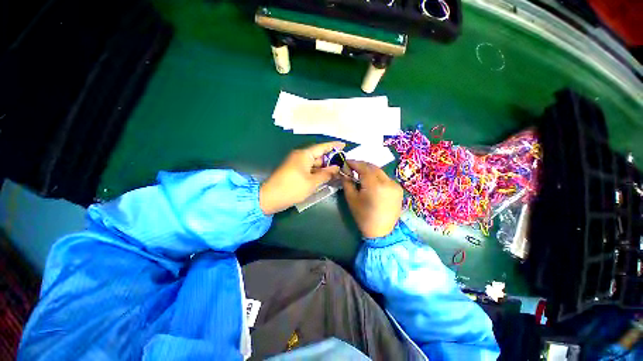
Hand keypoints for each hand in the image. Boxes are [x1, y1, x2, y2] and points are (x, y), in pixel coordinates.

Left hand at [259, 142, 344, 214]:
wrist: (270, 198)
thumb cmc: (293, 188)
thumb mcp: (312, 182)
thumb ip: (326, 174)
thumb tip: (336, 168)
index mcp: (304, 155)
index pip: (322, 147)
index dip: (334, 146)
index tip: (344, 146)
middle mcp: (301, 156)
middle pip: (319, 156)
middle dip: (331, 160)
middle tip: (344, 165)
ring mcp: (297, 164)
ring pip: (315, 163)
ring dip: (325, 168)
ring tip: (338, 173)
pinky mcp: (295, 171)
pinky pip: (309, 169)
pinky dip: (318, 172)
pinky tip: (326, 177)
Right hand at [342, 160, 402, 237]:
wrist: (381, 232)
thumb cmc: (363, 216)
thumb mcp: (351, 199)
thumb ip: (347, 183)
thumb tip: (343, 172)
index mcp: (375, 185)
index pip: (364, 167)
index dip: (354, 163)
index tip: (346, 162)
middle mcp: (388, 182)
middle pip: (373, 167)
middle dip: (361, 165)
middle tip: (352, 167)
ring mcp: (395, 185)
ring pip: (380, 171)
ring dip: (369, 170)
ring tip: (360, 173)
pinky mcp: (398, 189)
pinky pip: (385, 178)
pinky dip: (377, 176)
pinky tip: (371, 181)